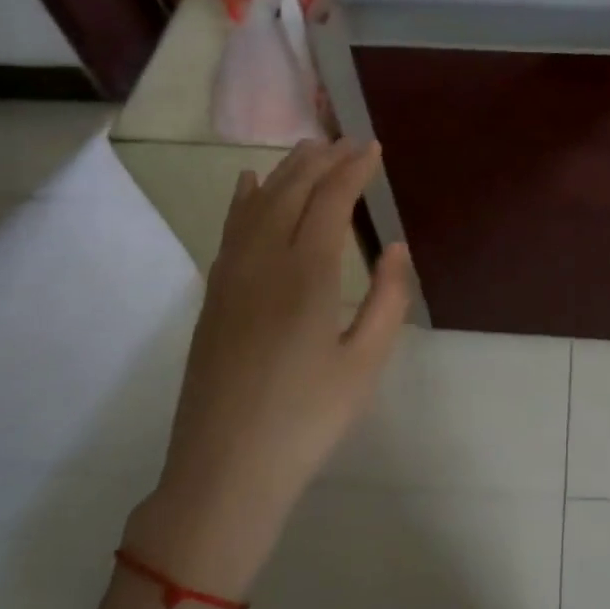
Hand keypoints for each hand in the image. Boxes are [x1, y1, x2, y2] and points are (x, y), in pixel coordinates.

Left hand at [124, 138, 412, 596]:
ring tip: (307, 149)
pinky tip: (248, 184)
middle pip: (291, 192)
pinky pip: (230, 230)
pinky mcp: (214, 296)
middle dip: (321, 160)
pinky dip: (243, 199)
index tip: (372, 147)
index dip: (353, 169)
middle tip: (346, 140)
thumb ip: (387, 299)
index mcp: (307, 275)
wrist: (226, 467)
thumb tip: (395, 246)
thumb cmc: (308, 418)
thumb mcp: (365, 363)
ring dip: (285, 171)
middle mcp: (264, 262)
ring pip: (257, 204)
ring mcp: (232, 277)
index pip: (330, 201)